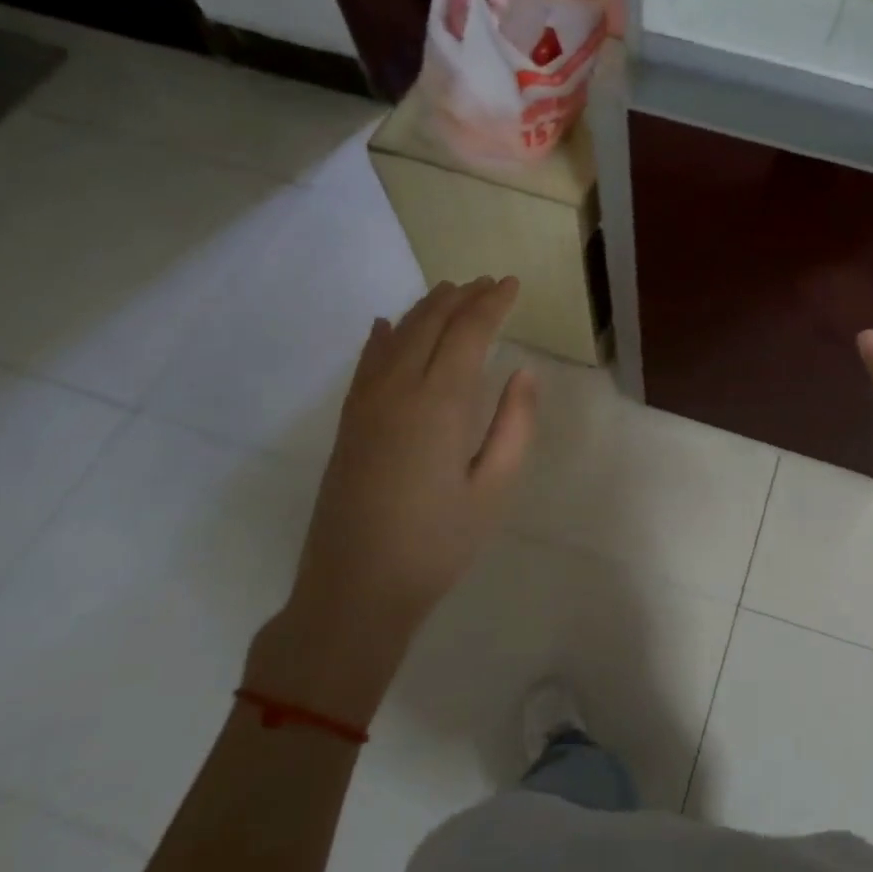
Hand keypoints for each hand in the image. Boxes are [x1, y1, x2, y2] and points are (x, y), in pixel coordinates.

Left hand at [244, 277, 537, 726]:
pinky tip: (387, 326)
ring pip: (396, 335)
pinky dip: (382, 337)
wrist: (355, 588)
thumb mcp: (495, 489)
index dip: (492, 304)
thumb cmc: (438, 543)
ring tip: (450, 291)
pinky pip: (366, 363)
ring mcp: (366, 405)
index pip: (468, 333)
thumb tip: (524, 373)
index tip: (511, 284)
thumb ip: (515, 425)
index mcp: (440, 403)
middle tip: (487, 283)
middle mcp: (399, 390)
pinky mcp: (349, 424)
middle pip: (430, 324)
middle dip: (461, 297)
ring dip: (425, 309)